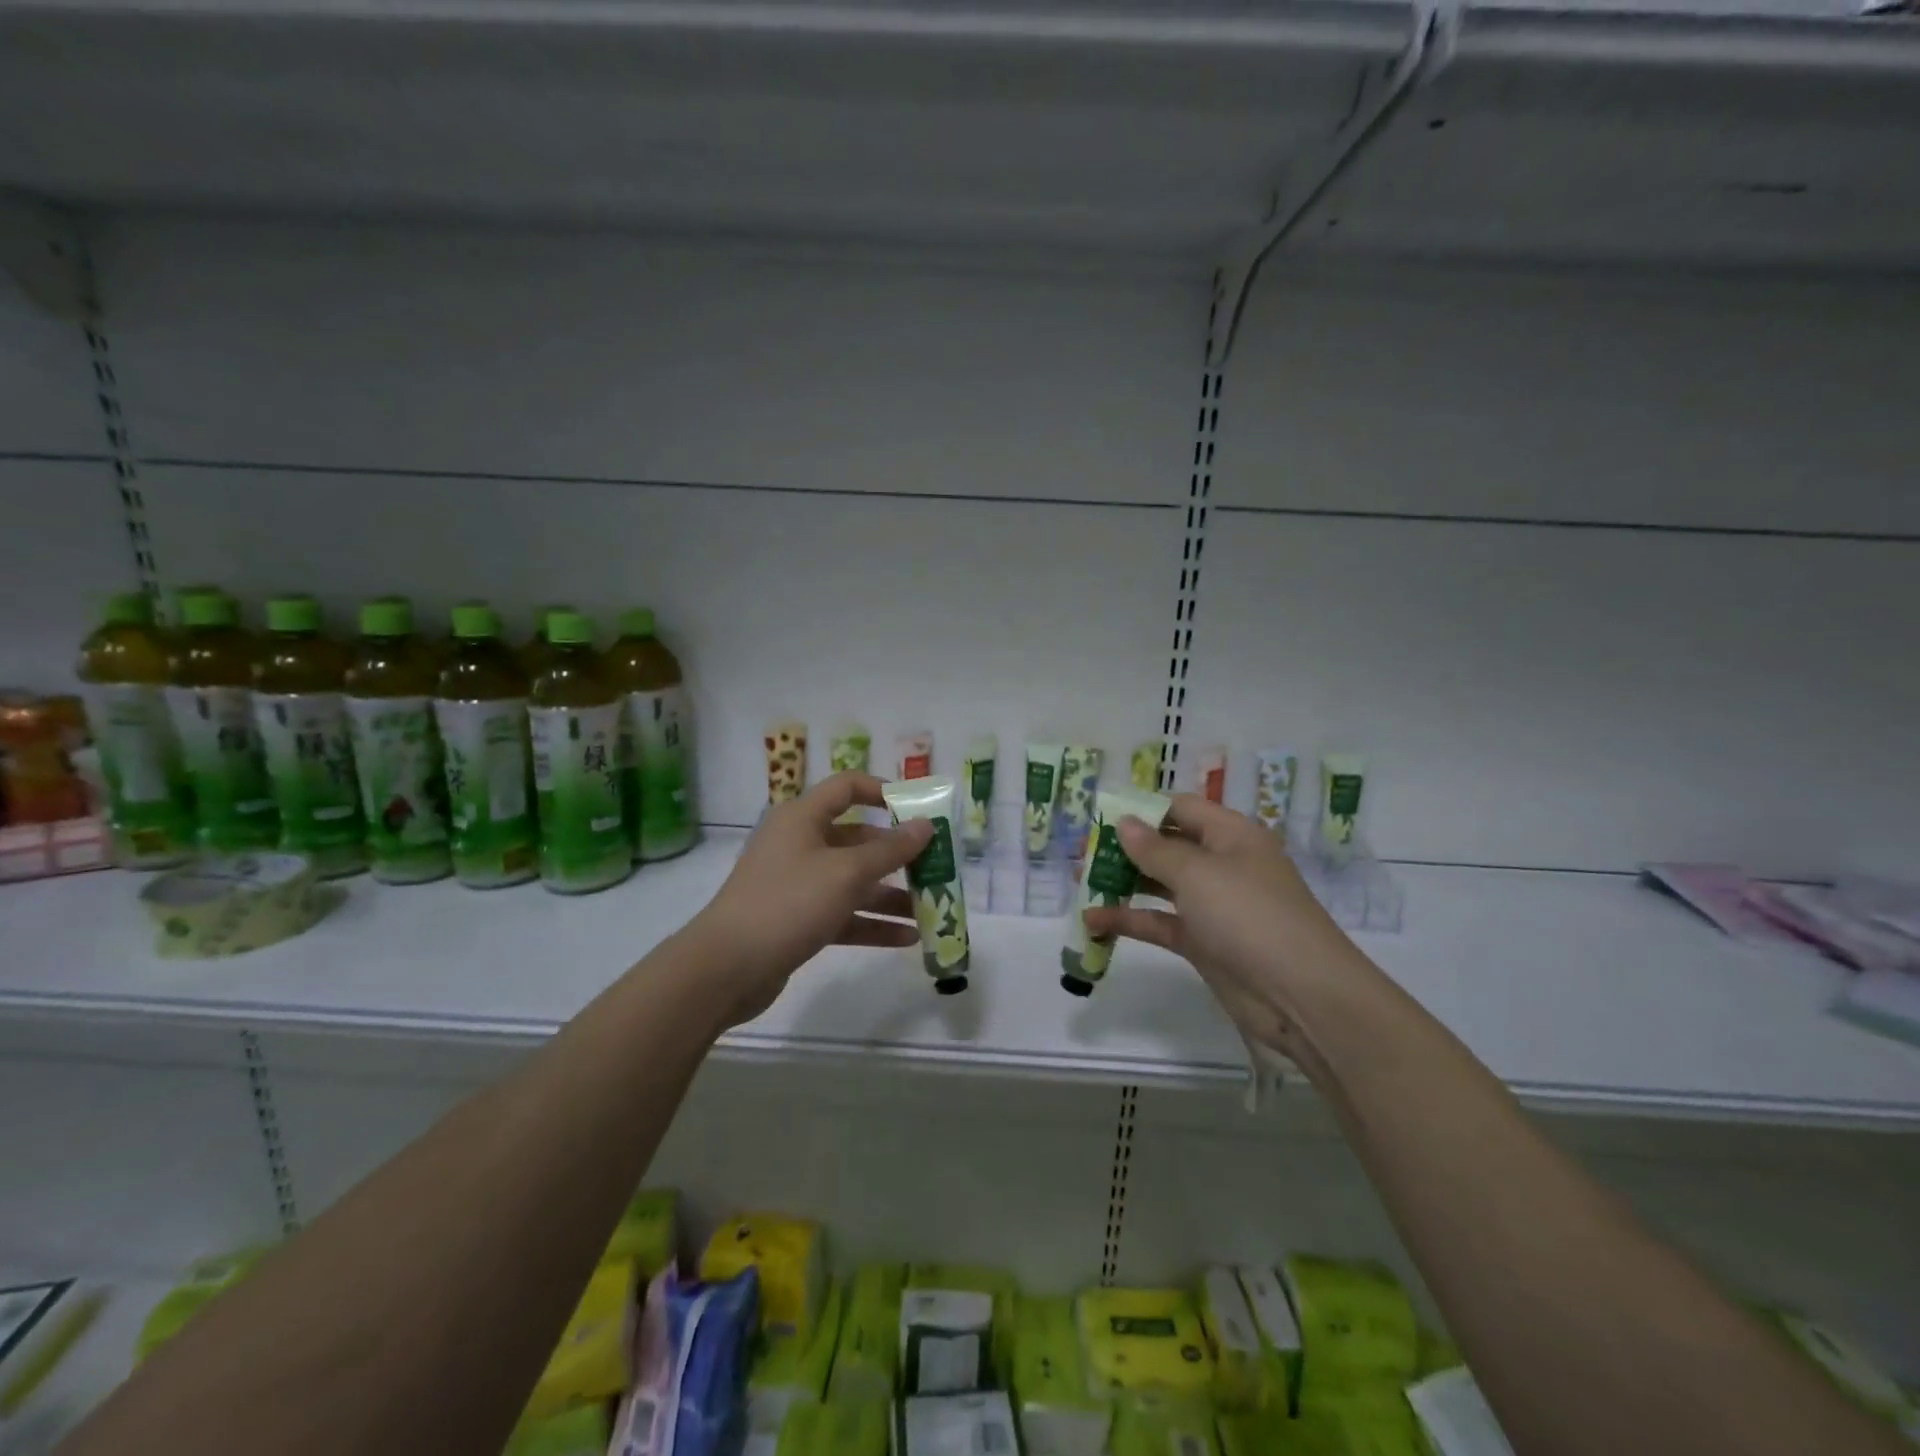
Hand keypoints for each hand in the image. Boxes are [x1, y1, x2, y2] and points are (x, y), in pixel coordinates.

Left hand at [685, 772, 931, 1025]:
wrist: (726, 968)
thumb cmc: (789, 902)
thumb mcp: (846, 873)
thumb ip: (891, 850)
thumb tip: (926, 825)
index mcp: (803, 818)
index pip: (847, 787)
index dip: (883, 791)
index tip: (918, 809)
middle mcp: (800, 844)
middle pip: (857, 839)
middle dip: (896, 855)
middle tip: (934, 867)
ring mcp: (797, 883)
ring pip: (852, 881)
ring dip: (890, 894)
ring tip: (929, 909)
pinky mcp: (797, 919)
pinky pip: (843, 913)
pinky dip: (872, 922)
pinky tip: (907, 938)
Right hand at [1082, 794, 1375, 1055]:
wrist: (1301, 996)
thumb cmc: (1249, 915)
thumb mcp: (1197, 873)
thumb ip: (1154, 849)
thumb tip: (1123, 822)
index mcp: (1230, 835)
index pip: (1180, 808)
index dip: (1142, 810)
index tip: (1100, 818)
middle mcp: (1222, 864)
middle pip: (1167, 846)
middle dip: (1125, 848)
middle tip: (1082, 853)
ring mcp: (1212, 905)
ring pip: (1160, 885)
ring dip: (1123, 884)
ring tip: (1080, 883)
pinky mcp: (1203, 942)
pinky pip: (1160, 922)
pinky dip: (1129, 921)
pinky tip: (1093, 923)